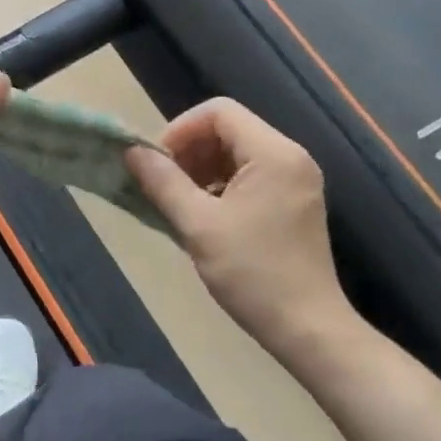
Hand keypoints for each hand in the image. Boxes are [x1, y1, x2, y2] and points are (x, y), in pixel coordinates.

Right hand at [127, 99, 360, 363]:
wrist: (308, 330)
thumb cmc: (252, 273)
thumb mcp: (198, 225)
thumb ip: (163, 182)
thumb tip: (132, 151)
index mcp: (273, 153)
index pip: (219, 111)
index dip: (181, 129)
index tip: (158, 162)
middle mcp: (290, 157)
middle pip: (229, 129)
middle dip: (190, 150)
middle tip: (163, 183)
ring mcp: (296, 181)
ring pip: (237, 152)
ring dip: (202, 168)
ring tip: (179, 201)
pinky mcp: (294, 203)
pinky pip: (250, 175)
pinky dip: (221, 185)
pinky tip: (204, 216)